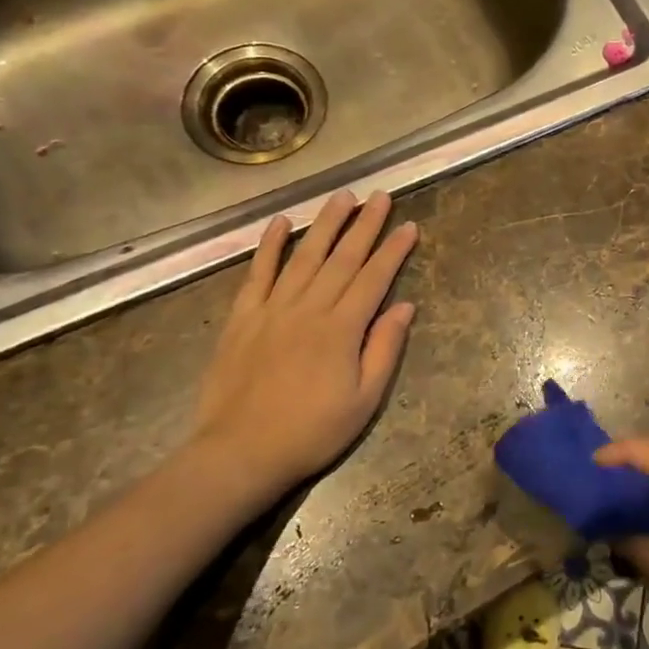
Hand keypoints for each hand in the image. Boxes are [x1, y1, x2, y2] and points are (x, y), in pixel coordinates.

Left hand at [173, 190, 418, 509]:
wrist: (239, 453)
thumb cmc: (311, 432)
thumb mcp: (364, 401)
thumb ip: (384, 349)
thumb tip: (405, 306)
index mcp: (342, 329)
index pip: (374, 278)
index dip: (393, 250)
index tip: (409, 225)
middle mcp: (309, 308)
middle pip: (342, 257)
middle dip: (365, 224)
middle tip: (381, 195)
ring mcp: (273, 308)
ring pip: (304, 255)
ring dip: (325, 223)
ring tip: (343, 197)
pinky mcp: (243, 316)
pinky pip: (258, 272)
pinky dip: (268, 245)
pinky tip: (280, 222)